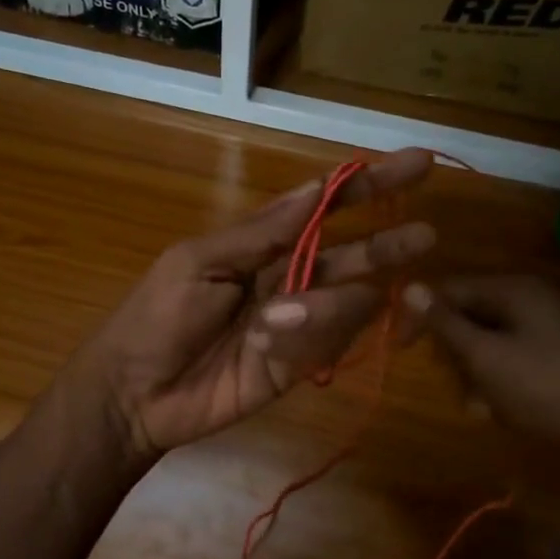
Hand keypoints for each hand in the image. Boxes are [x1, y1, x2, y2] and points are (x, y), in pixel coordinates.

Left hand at [70, 150, 436, 458]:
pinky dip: (304, 343)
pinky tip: (266, 347)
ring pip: (344, 304)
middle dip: (387, 244)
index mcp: (263, 243)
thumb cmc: (157, 316)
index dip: (370, 186)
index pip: (326, 207)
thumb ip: (262, 232)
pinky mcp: (298, 367)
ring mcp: (298, 325)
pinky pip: (326, 347)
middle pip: (353, 255)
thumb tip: (317, 188)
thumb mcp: (198, 261)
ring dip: (320, 308)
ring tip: (269, 325)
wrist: (134, 393)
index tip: (417, 165)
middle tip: (425, 236)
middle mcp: (289, 278)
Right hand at [409, 273, 559, 482]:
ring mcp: (545, 326)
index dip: (421, 315)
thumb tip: (409, 287)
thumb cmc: (541, 389)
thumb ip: (445, 323)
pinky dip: (496, 379)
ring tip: (482, 404)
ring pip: (485, 340)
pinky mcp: (554, 353)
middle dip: (454, 351)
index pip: (450, 289)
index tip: (400, 348)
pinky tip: (499, 407)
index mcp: (515, 290)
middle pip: (468, 314)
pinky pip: (508, 356)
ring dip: (473, 372)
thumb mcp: (483, 357)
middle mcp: (530, 299)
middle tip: (457, 383)